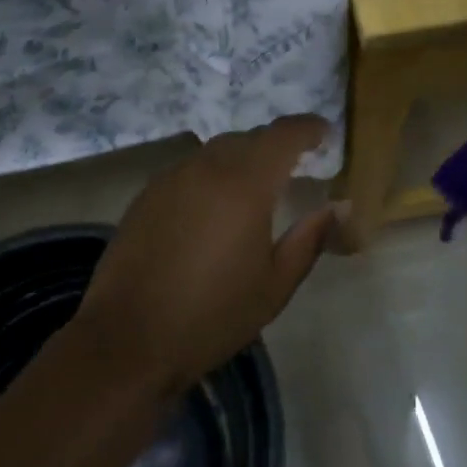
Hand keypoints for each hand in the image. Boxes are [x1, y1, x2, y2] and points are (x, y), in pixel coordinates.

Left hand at [73, 117, 337, 396]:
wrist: (128, 339)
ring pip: (215, 151)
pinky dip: (211, 175)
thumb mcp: (275, 285)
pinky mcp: (146, 195)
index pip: (282, 135)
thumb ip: (310, 239)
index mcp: (245, 185)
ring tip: (256, 187)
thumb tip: (339, 206)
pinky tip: (214, 206)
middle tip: (296, 165)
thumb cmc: (212, 316)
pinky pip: (189, 170)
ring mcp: (171, 178)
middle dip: (275, 145)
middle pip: (248, 138)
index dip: (308, 128)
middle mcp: (206, 168)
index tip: (325, 133)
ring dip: (241, 158)